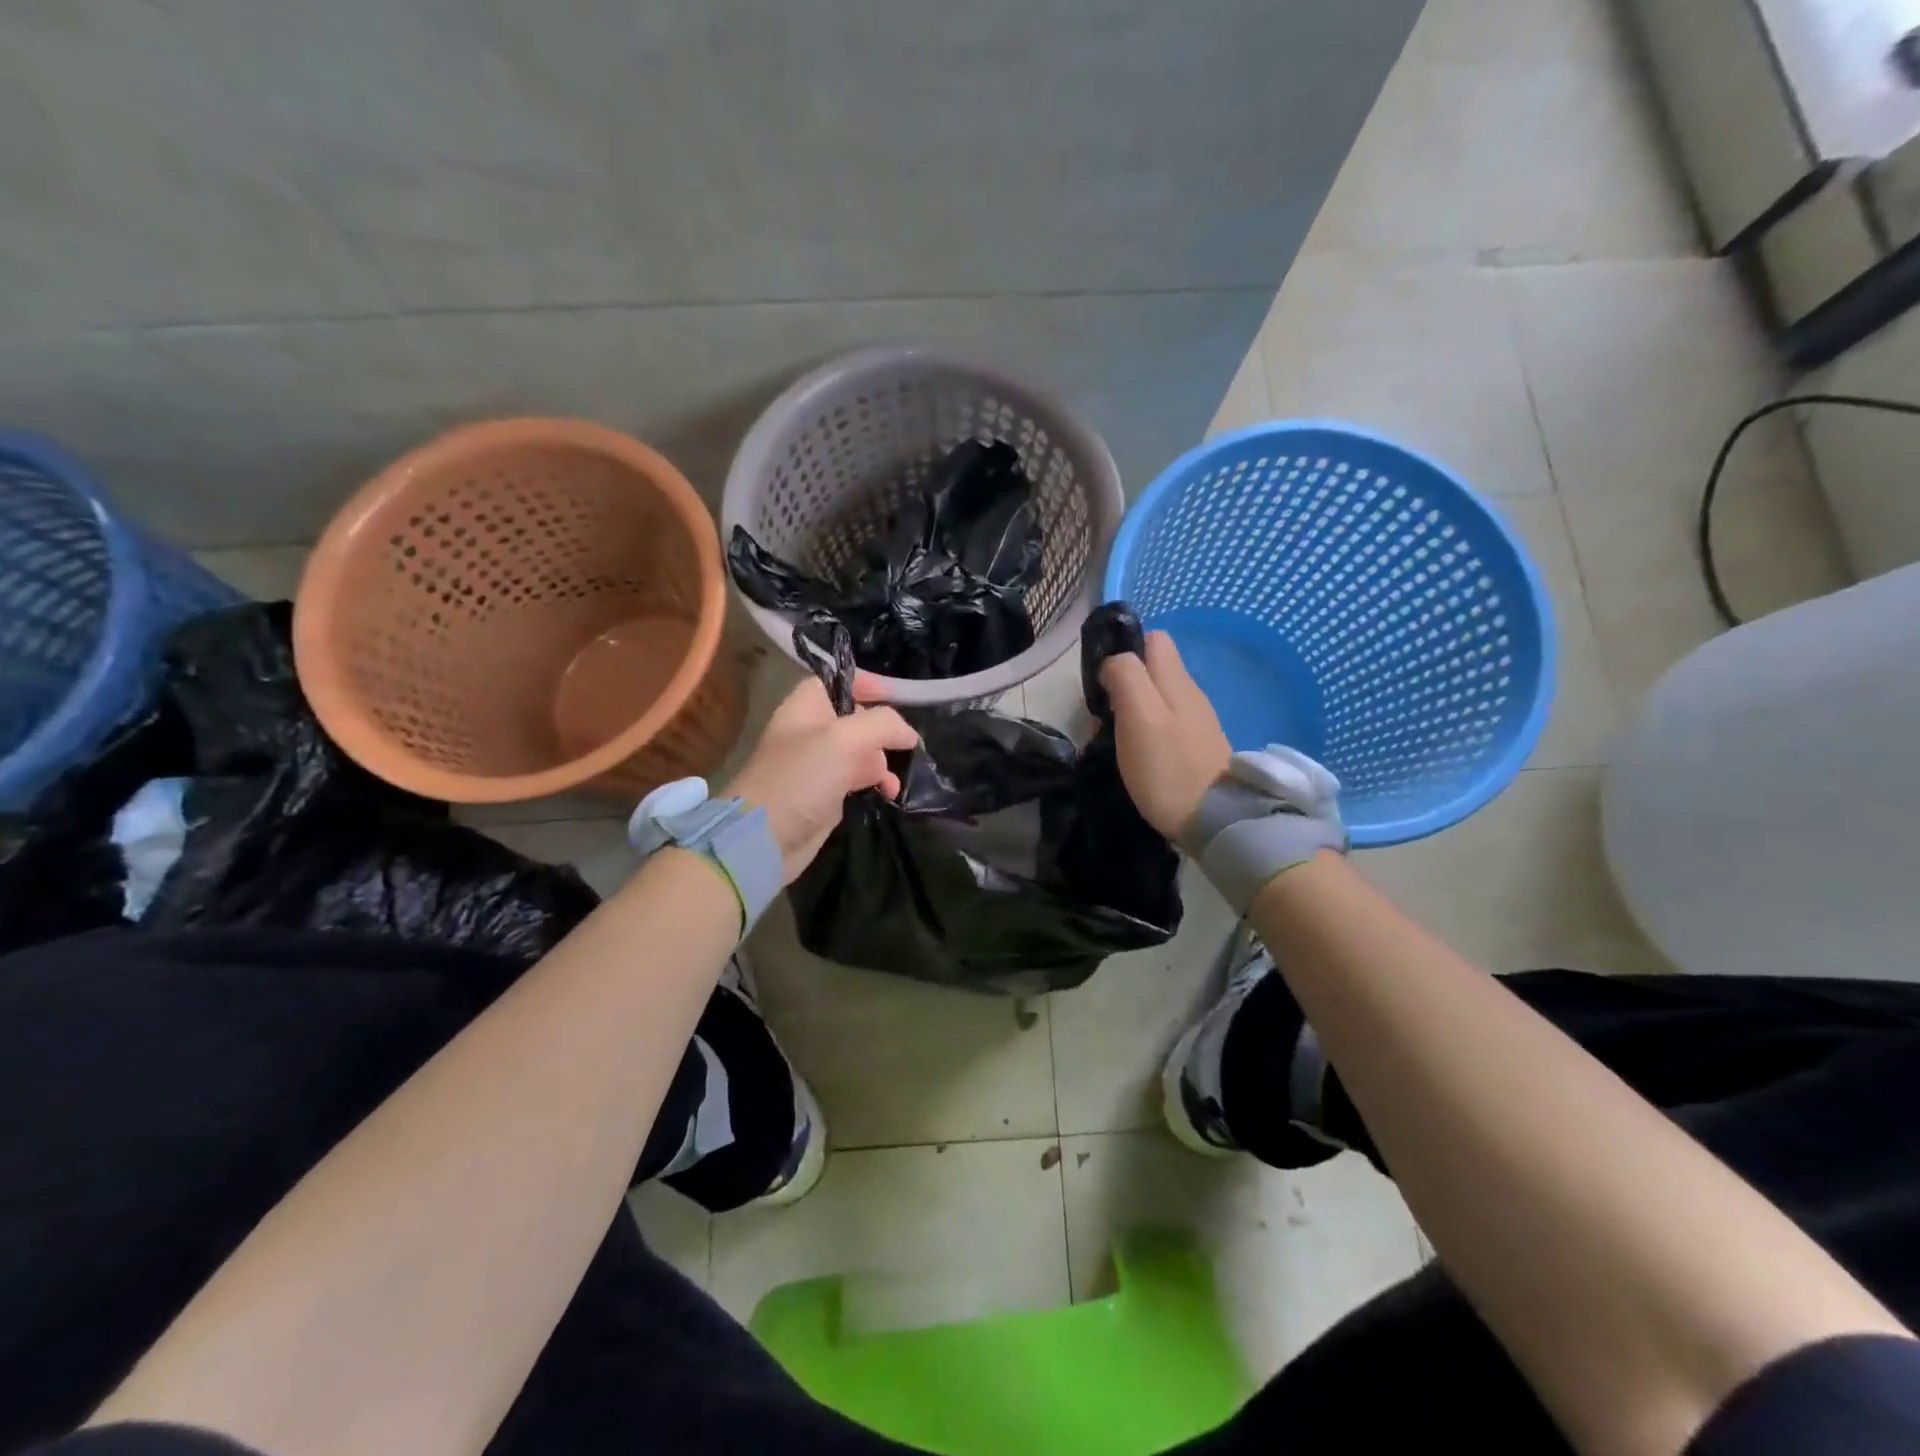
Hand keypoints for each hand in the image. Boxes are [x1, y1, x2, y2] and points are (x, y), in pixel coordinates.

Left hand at [725, 674, 918, 882]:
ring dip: (885, 761)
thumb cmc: (801, 777)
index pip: (839, 681)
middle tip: (904, 744)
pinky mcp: (828, 795)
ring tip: (896, 779)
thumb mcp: (844, 739)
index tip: (899, 698)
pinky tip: (890, 794)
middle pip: (857, 717)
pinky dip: (878, 784)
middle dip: (884, 729)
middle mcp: (812, 731)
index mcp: (806, 706)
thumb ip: (882, 725)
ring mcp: (820, 764)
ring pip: (863, 751)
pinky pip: (861, 780)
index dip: (868, 684)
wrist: (766, 838)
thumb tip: (909, 734)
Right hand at [1099, 630, 1231, 839]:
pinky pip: (1165, 722)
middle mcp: (1190, 693)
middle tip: (1104, 712)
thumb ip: (1125, 676)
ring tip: (1114, 735)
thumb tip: (1113, 661)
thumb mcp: (1138, 715)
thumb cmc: (1167, 766)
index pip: (1154, 639)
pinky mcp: (1196, 747)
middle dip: (1126, 681)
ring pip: (1158, 696)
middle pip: (1155, 668)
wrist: (1214, 820)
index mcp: (1176, 679)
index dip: (1125, 650)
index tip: (1103, 679)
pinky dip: (1146, 729)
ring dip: (1134, 707)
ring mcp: (1196, 721)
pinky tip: (1137, 752)